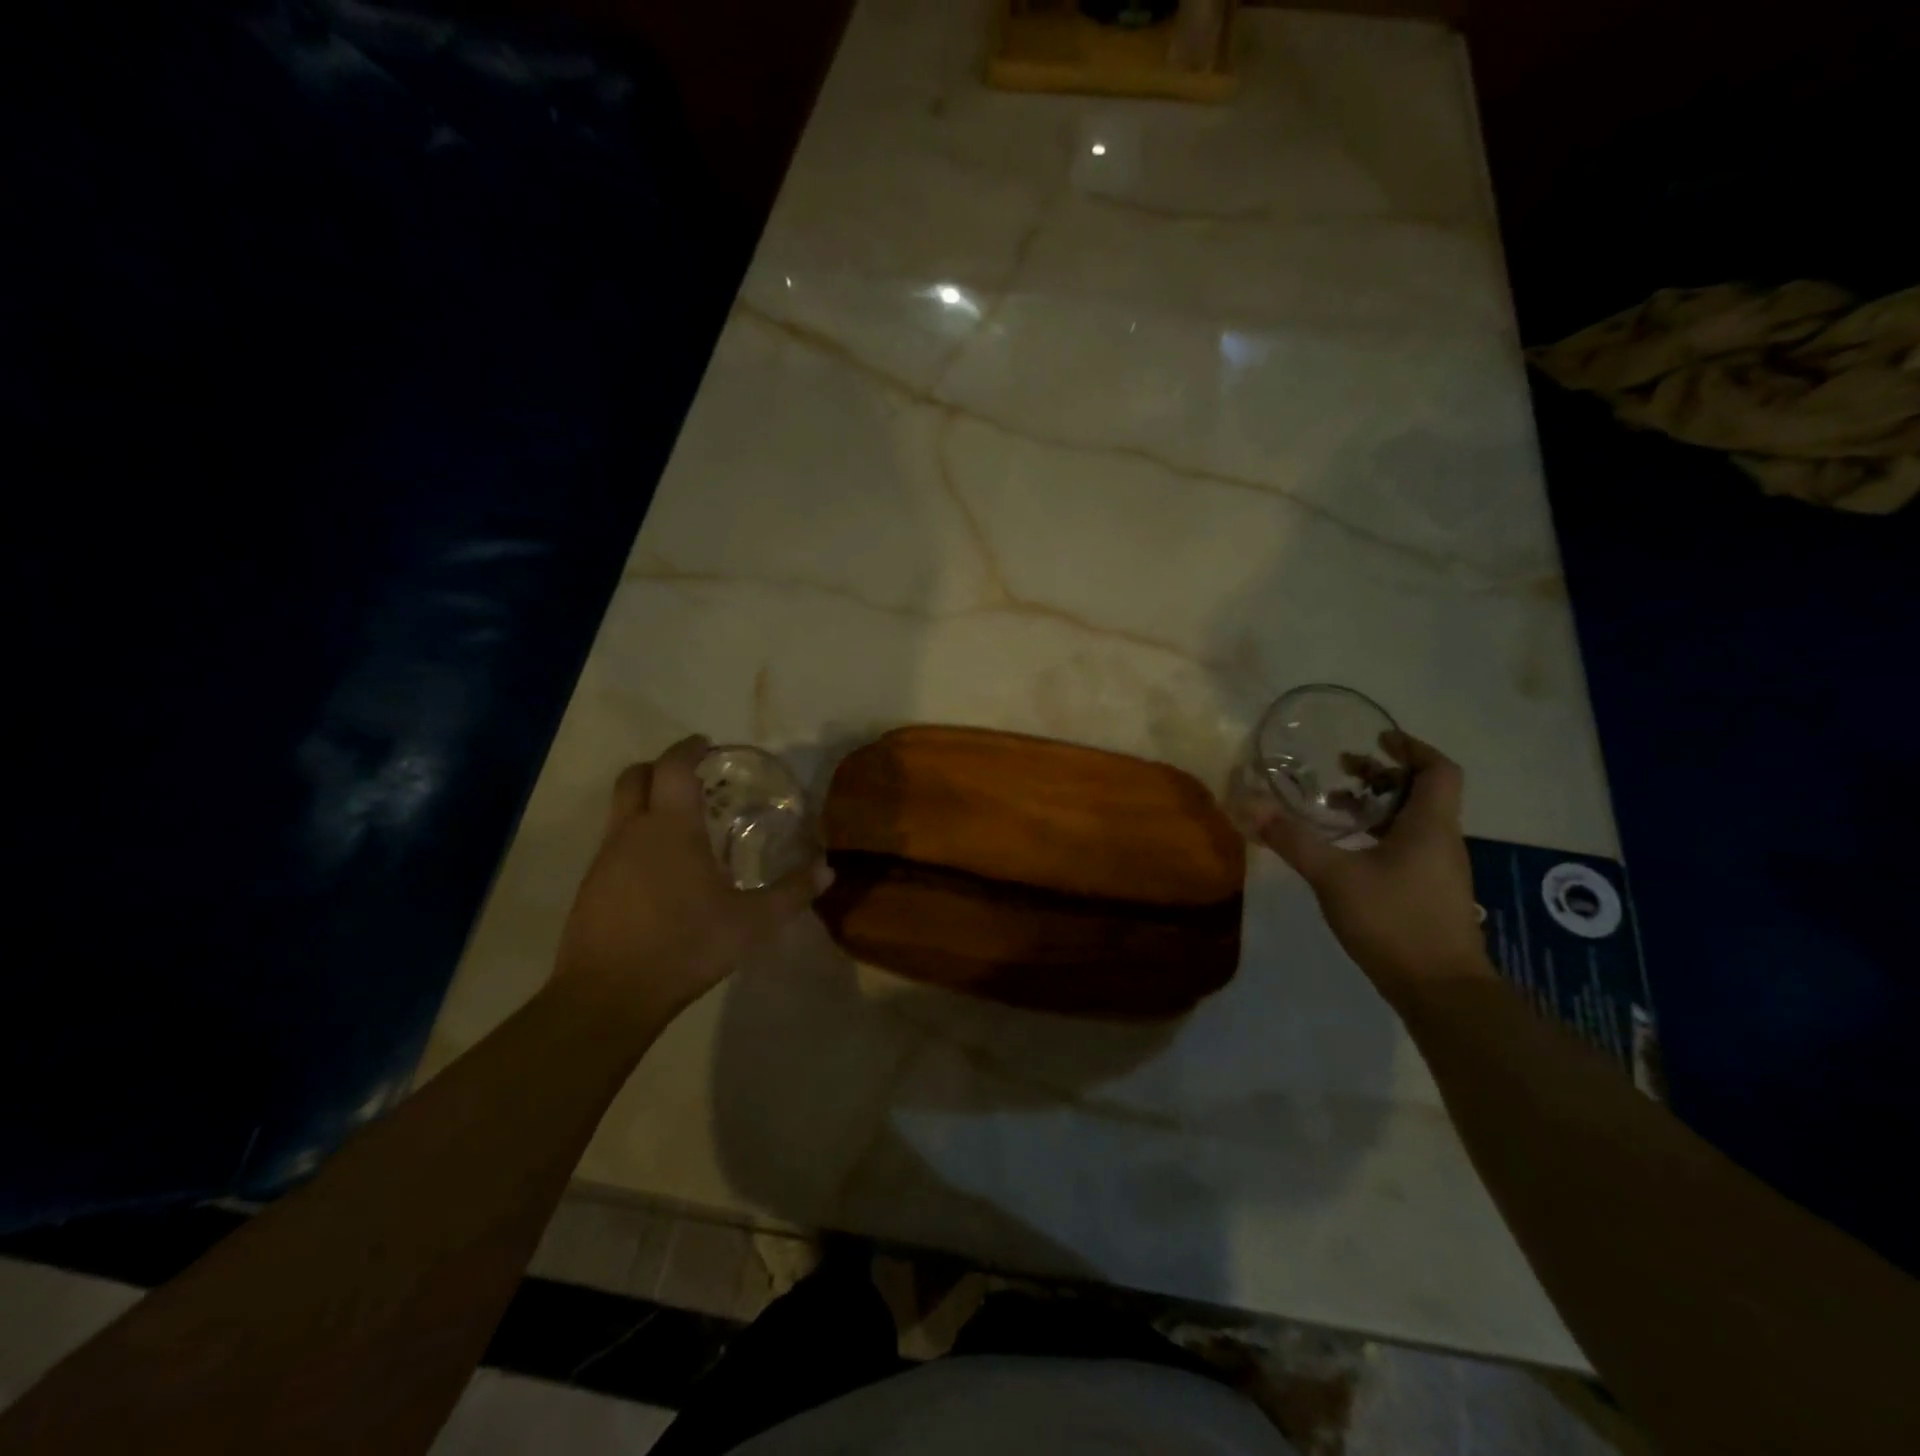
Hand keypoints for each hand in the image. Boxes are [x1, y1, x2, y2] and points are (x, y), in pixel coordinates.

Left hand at [554, 736, 829, 1022]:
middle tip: (692, 780)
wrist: (608, 995)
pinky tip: (659, 871)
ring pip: (620, 811)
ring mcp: (604, 859)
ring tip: (682, 828)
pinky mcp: (590, 887)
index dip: (689, 748)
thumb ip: (791, 892)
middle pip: (635, 777)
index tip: (707, 745)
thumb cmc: (686, 945)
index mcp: (671, 827)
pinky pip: (613, 844)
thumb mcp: (752, 923)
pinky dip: (635, 839)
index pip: (673, 766)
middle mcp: (632, 831)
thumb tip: (828, 869)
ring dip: (647, 804)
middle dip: (661, 768)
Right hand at [1251, 732, 1492, 1001]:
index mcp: (1429, 825)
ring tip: (1335, 807)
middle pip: (1423, 792)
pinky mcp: (1430, 893)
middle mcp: (1442, 840)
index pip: (1439, 769)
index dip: (1412, 747)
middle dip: (1383, 775)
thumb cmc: (1394, 920)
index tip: (1378, 738)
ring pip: (1414, 821)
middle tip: (1343, 769)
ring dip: (1378, 806)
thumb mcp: (1334, 876)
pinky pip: (1408, 846)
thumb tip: (1251, 807)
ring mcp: (1439, 869)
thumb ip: (1293, 840)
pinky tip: (1347, 852)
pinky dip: (1379, 834)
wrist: (1441, 990)